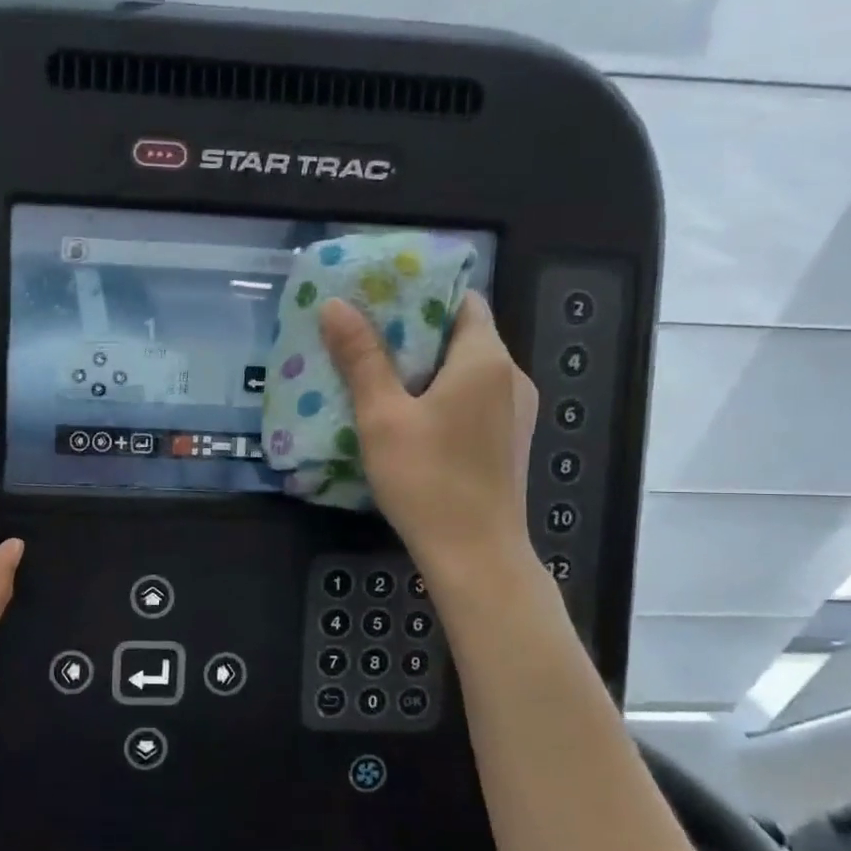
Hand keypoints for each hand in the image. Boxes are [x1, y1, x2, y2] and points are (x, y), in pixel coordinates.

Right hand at [319, 292, 537, 581]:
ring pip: (467, 371)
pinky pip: (474, 400)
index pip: (464, 300)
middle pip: (463, 335)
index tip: (379, 300)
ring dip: (426, 367)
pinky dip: (442, 395)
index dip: (422, 294)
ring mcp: (515, 413)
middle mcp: (511, 377)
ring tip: (378, 375)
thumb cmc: (427, 480)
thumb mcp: (382, 416)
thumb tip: (335, 305)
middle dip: (415, 332)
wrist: (476, 555)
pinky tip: (408, 416)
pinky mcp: (508, 442)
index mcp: (486, 360)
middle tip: (364, 337)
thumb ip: (361, 358)